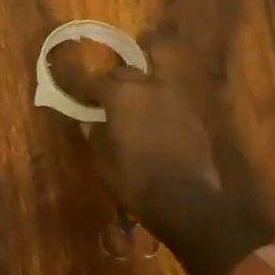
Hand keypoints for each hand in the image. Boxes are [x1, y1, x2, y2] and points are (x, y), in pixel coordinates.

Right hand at [73, 64, 273, 274]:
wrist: (187, 202)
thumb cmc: (135, 179)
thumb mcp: (103, 160)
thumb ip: (95, 134)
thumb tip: (90, 122)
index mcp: (121, 95)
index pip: (97, 81)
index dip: (86, 89)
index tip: (80, 97)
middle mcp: (150, 88)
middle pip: (128, 73)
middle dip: (115, 82)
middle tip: (106, 99)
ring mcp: (176, 100)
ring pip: (154, 81)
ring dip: (141, 89)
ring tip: (132, 106)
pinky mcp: (194, 118)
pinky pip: (170, 102)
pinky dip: (159, 106)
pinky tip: (154, 123)